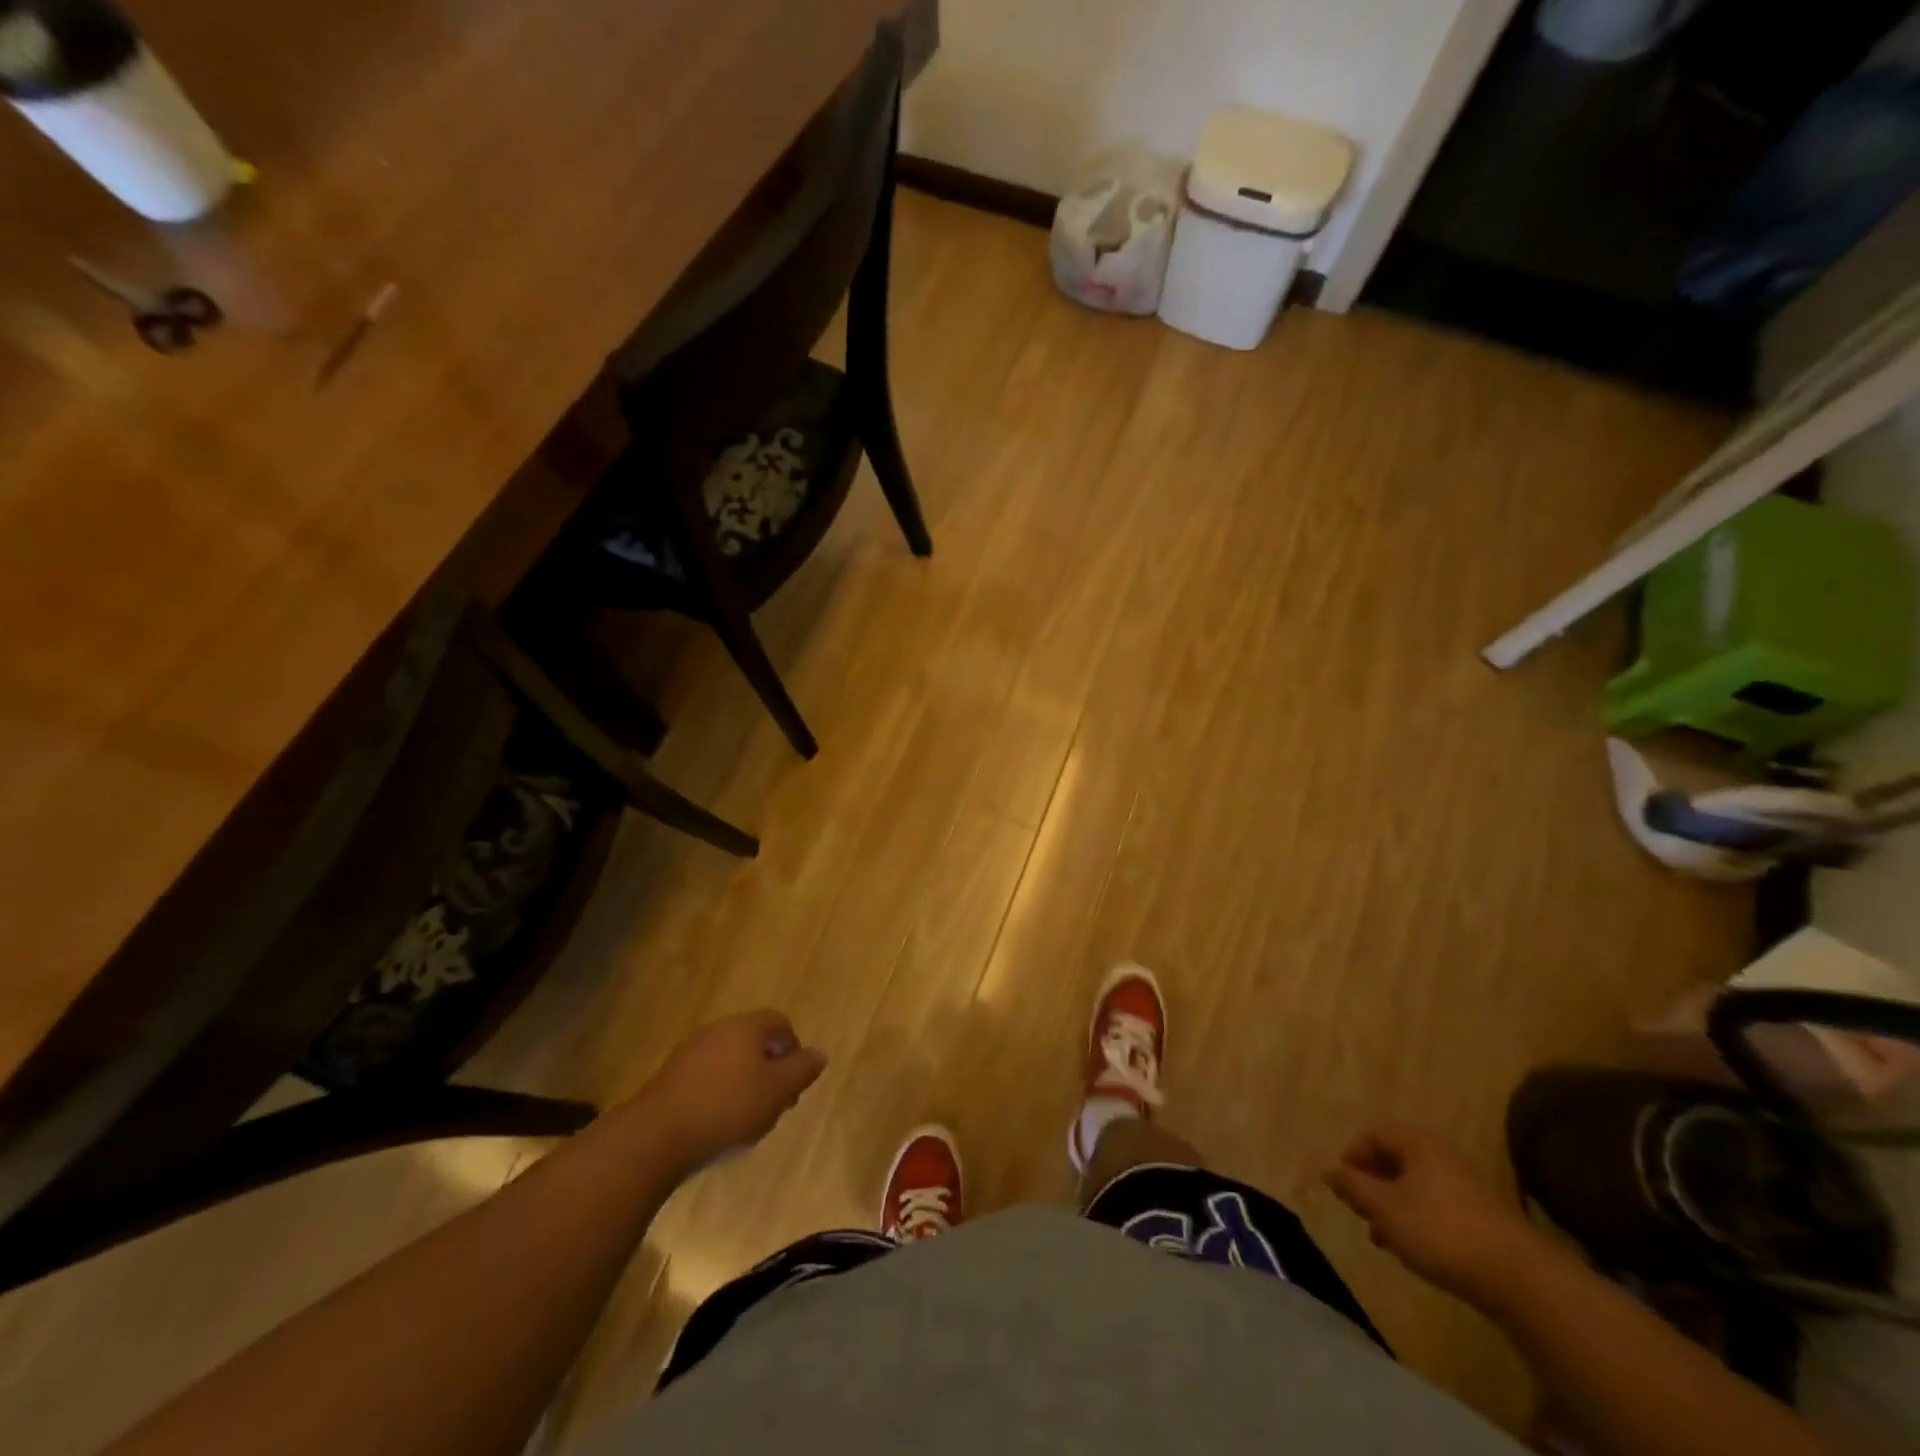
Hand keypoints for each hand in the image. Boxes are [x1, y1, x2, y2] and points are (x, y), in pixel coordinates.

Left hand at [639, 1010, 827, 1172]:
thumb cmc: (727, 1108)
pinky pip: (707, 1076)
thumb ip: (802, 1070)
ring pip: (730, 1059)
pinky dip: (719, 1092)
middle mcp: (718, 1029)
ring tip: (746, 1117)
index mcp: (746, 1026)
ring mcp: (691, 1051)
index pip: (780, 1023)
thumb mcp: (777, 1091)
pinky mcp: (671, 1076)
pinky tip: (717, 1122)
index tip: (794, 1084)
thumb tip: (820, 1054)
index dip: (793, 1051)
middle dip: (769, 1069)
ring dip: (744, 1082)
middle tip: (774, 1103)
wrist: (656, 1136)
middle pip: (754, 1040)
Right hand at [1324, 1122, 1545, 1311]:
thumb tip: (1327, 1170)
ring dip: (1393, 1205)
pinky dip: (1417, 1219)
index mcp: (1417, 1144)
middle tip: (1359, 1210)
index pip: (1374, 1134)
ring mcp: (1465, 1186)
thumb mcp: (1385, 1209)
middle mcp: (1441, 1156)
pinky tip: (1413, 1248)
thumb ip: (1353, 1188)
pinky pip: (1436, 1206)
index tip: (1342, 1184)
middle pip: (1395, 1159)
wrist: (1519, 1278)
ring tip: (1382, 1235)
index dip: (1353, 1155)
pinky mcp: (1481, 1217)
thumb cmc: (1440, 1231)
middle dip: (1372, 1183)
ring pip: (1415, 1186)